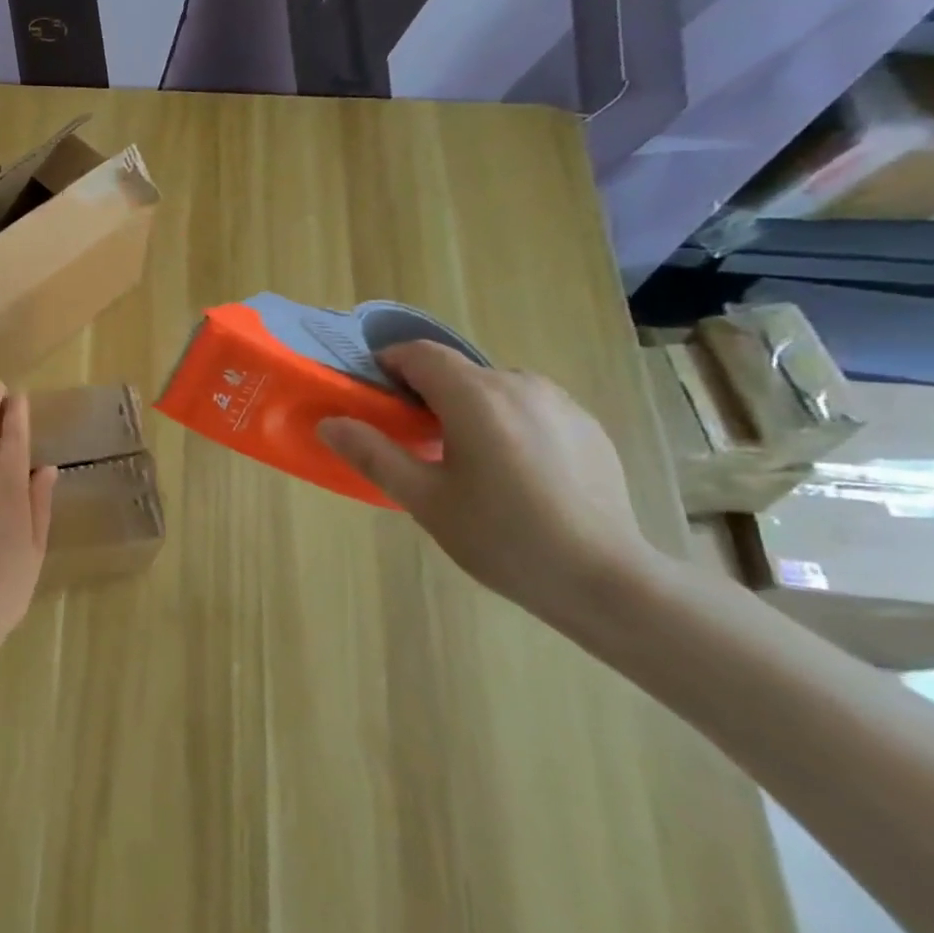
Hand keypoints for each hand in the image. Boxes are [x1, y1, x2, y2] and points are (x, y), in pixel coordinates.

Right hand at [317, 341, 657, 622]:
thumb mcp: (423, 499)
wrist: (604, 578)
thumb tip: (329, 423)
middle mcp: (519, 384)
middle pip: (457, 372)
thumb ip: (373, 454)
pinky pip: (529, 408)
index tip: (372, 396)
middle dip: (425, 394)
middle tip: (412, 441)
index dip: (388, 365)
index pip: (418, 354)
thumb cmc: (501, 537)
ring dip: (467, 408)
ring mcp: (560, 403)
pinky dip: (505, 423)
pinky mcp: (587, 426)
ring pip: (494, 389)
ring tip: (464, 461)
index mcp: (474, 396)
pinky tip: (512, 473)